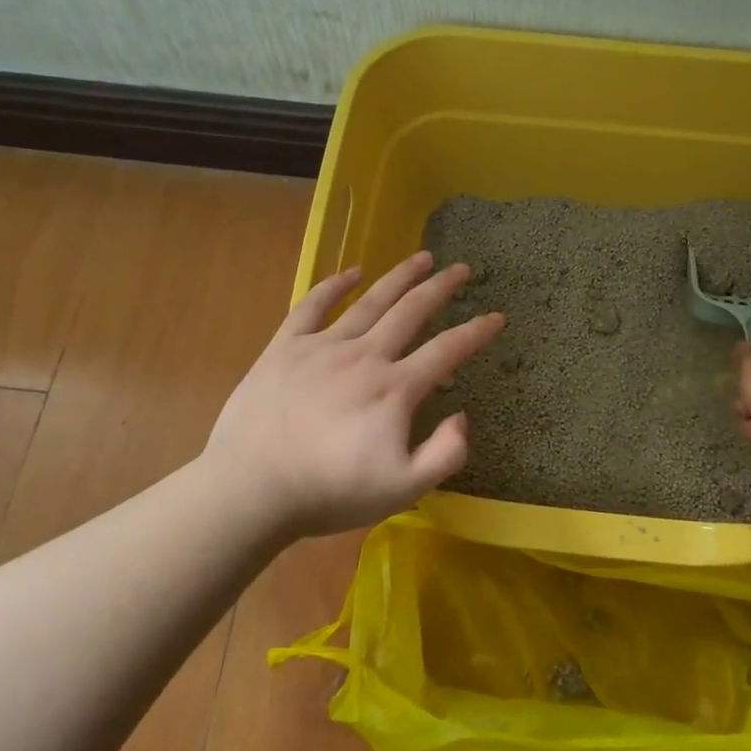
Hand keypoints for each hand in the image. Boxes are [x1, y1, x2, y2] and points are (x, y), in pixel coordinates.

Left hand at [202, 252, 503, 541]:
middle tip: (461, 269)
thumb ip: (445, 453)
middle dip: (441, 287)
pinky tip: (351, 272)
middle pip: (411, 312)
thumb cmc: (330, 493)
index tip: (497, 316)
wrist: (252, 489)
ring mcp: (323, 347)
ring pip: (370, 301)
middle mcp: (365, 356)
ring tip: (421, 258)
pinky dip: (334, 285)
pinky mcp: (286, 347)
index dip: (477, 332)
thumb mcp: (404, 489)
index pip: (447, 350)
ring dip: (399, 277)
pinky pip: (313, 306)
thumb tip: (460, 414)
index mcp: (395, 388)